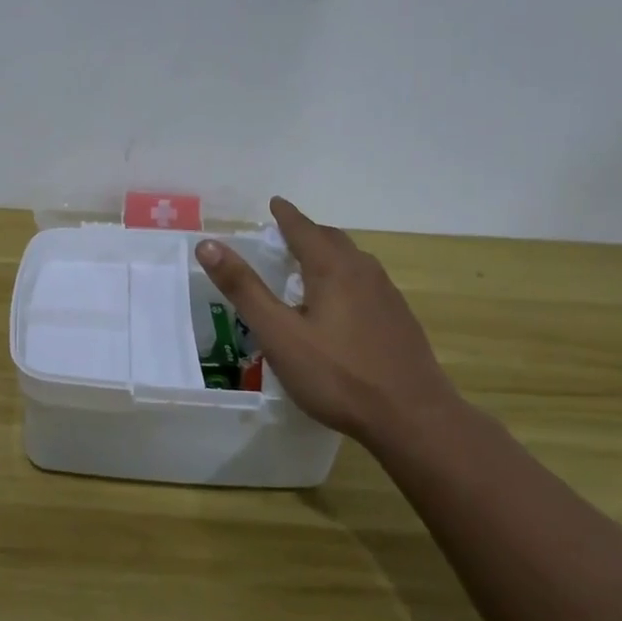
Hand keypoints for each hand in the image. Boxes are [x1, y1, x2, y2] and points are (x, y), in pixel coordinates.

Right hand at [197, 198, 459, 450]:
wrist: (412, 417)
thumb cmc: (337, 375)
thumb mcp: (278, 334)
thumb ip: (244, 289)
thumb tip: (208, 245)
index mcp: (332, 268)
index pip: (304, 228)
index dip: (285, 215)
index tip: (274, 203)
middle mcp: (364, 271)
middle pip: (332, 240)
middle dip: (307, 232)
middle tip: (285, 235)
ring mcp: (387, 295)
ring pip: (353, 261)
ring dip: (329, 254)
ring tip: (309, 266)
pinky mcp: (400, 320)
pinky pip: (367, 283)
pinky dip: (345, 278)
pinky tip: (340, 306)